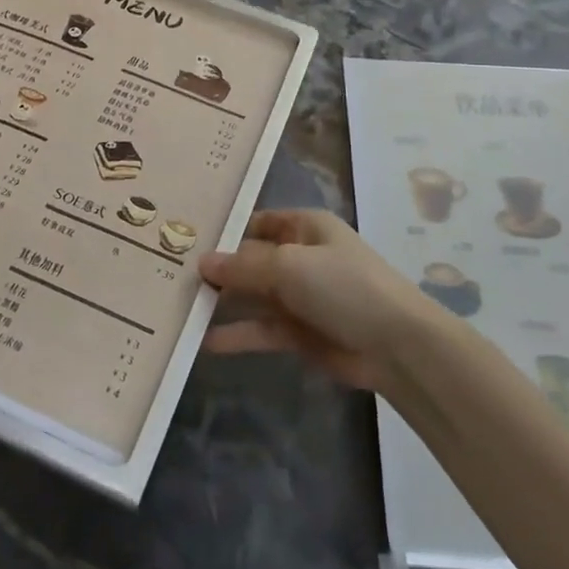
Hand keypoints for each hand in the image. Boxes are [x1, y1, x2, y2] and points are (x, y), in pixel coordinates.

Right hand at [199, 209, 439, 391]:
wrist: (397, 346)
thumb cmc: (344, 286)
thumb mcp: (290, 266)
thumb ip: (243, 266)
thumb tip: (201, 262)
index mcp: (304, 228)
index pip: (256, 223)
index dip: (224, 229)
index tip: (185, 238)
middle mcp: (299, 257)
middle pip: (249, 260)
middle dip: (216, 269)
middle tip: (171, 275)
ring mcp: (299, 297)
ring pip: (251, 296)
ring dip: (222, 302)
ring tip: (180, 308)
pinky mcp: (299, 333)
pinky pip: (260, 329)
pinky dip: (237, 334)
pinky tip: (204, 341)